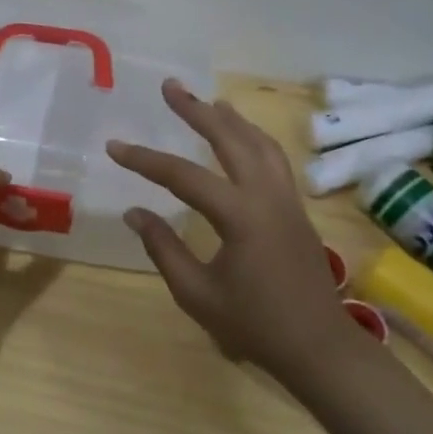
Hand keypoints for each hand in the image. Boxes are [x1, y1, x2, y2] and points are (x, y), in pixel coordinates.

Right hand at [107, 79, 356, 384]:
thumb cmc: (254, 325)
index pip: (183, 176)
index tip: (114, 146)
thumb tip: (135, 212)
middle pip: (230, 139)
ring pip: (260, 143)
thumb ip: (163, 248)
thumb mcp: (196, 293)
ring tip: (207, 102)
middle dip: (196, 111)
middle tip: (170, 86)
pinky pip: (274, 159)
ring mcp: (287, 199)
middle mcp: (266, 196)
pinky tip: (242, 138)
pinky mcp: (296, 208)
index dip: (145, 160)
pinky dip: (254, 138)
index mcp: (240, 216)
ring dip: (231, 119)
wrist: (318, 347)